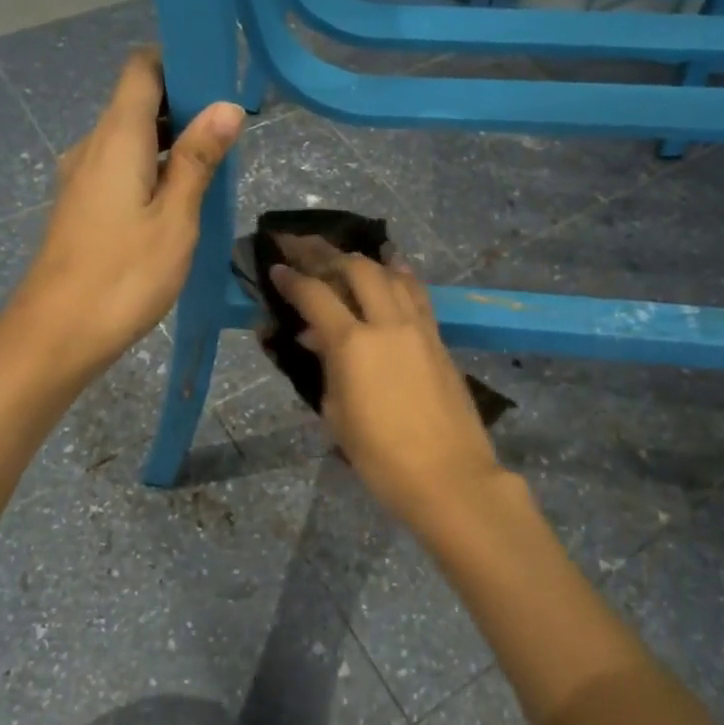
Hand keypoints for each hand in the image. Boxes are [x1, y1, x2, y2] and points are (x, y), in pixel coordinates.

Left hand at [12, 49, 242, 379]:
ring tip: (214, 168)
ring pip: (130, 137)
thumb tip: (225, 107)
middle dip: (184, 105)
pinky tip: (180, 199)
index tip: (220, 81)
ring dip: (171, 141)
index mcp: (116, 137)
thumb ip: (197, 159)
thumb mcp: (175, 218)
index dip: (179, 63)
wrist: (56, 334)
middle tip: (232, 133)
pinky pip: (121, 166)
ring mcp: (81, 177)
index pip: (142, 68)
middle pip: (137, 101)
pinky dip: (152, 168)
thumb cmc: (124, 274)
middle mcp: (92, 146)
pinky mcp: (81, 205)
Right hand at [270, 254, 510, 529]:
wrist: (448, 476)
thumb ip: (326, 368)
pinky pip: (417, 294)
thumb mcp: (337, 414)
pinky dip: (400, 276)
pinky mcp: (439, 339)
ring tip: (346, 256)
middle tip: (305, 248)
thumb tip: (316, 338)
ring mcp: (419, 327)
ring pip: (392, 274)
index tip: (276, 268)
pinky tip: (393, 269)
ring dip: (365, 260)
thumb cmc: (381, 457)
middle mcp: (387, 323)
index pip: (315, 295)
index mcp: (353, 344)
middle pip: (358, 269)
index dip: (292, 279)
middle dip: (327, 254)